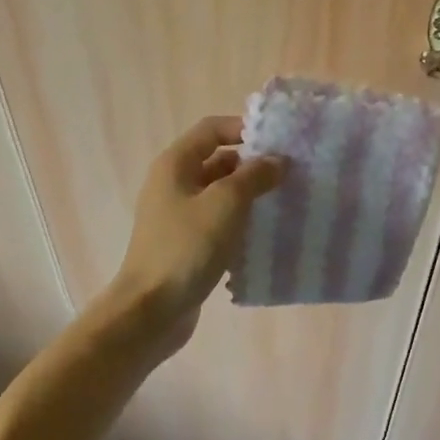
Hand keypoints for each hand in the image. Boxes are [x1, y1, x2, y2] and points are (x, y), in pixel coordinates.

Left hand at [105, 115, 283, 357]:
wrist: (150, 311)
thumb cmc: (186, 248)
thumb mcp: (226, 204)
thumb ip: (254, 176)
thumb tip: (277, 160)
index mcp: (175, 164)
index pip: (212, 129)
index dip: (244, 128)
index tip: (277, 143)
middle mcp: (173, 183)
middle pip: (217, 160)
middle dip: (252, 164)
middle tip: (288, 174)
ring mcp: (177, 215)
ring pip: (220, 193)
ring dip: (249, 195)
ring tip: (283, 202)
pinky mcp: (185, 243)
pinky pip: (217, 221)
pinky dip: (239, 222)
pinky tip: (264, 234)